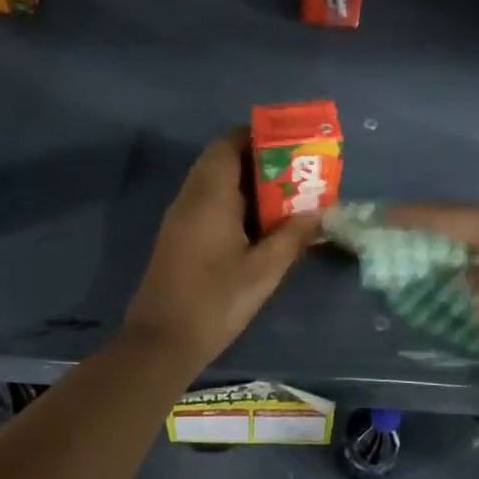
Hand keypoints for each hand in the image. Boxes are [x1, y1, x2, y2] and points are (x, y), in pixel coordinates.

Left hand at [122, 130, 319, 369]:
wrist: (161, 342)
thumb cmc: (215, 301)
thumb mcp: (263, 271)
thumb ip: (292, 236)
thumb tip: (317, 212)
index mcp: (210, 195)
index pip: (228, 143)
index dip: (258, 136)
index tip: (290, 145)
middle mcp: (191, 197)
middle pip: (221, 159)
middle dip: (258, 159)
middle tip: (295, 173)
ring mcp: (181, 216)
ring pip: (214, 181)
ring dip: (247, 183)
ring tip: (284, 196)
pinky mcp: (179, 235)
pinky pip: (208, 201)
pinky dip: (234, 201)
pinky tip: (259, 225)